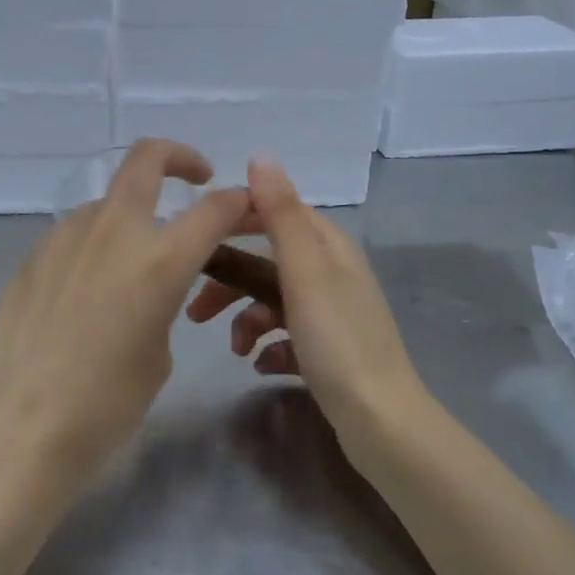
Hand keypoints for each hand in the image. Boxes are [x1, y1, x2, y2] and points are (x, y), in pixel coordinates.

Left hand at [0, 140, 252, 480]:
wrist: (19, 428)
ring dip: (132, 214)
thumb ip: (164, 301)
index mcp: (160, 258)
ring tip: (134, 261)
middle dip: (180, 158)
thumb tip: (152, 286)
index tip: (246, 208)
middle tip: (196, 178)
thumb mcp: (158, 354)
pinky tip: (88, 290)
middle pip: (147, 159)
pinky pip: (75, 235)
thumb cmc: (105, 404)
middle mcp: (113, 231)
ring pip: (107, 202)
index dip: (239, 202)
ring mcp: (65, 238)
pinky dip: (96, 245)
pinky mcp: (32, 256)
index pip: (215, 207)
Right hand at [186, 156, 425, 450]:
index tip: (198, 239)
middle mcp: (332, 274)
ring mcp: (332, 314)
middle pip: (269, 264)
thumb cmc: (337, 340)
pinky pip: (288, 338)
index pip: (278, 213)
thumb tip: (261, 156)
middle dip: (232, 284)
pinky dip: (270, 348)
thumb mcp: (305, 271)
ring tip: (236, 350)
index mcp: (329, 248)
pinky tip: (262, 366)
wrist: (379, 418)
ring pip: (274, 303)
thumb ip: (281, 213)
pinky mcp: (329, 351)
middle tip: (196, 311)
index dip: (238, 221)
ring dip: (248, 322)